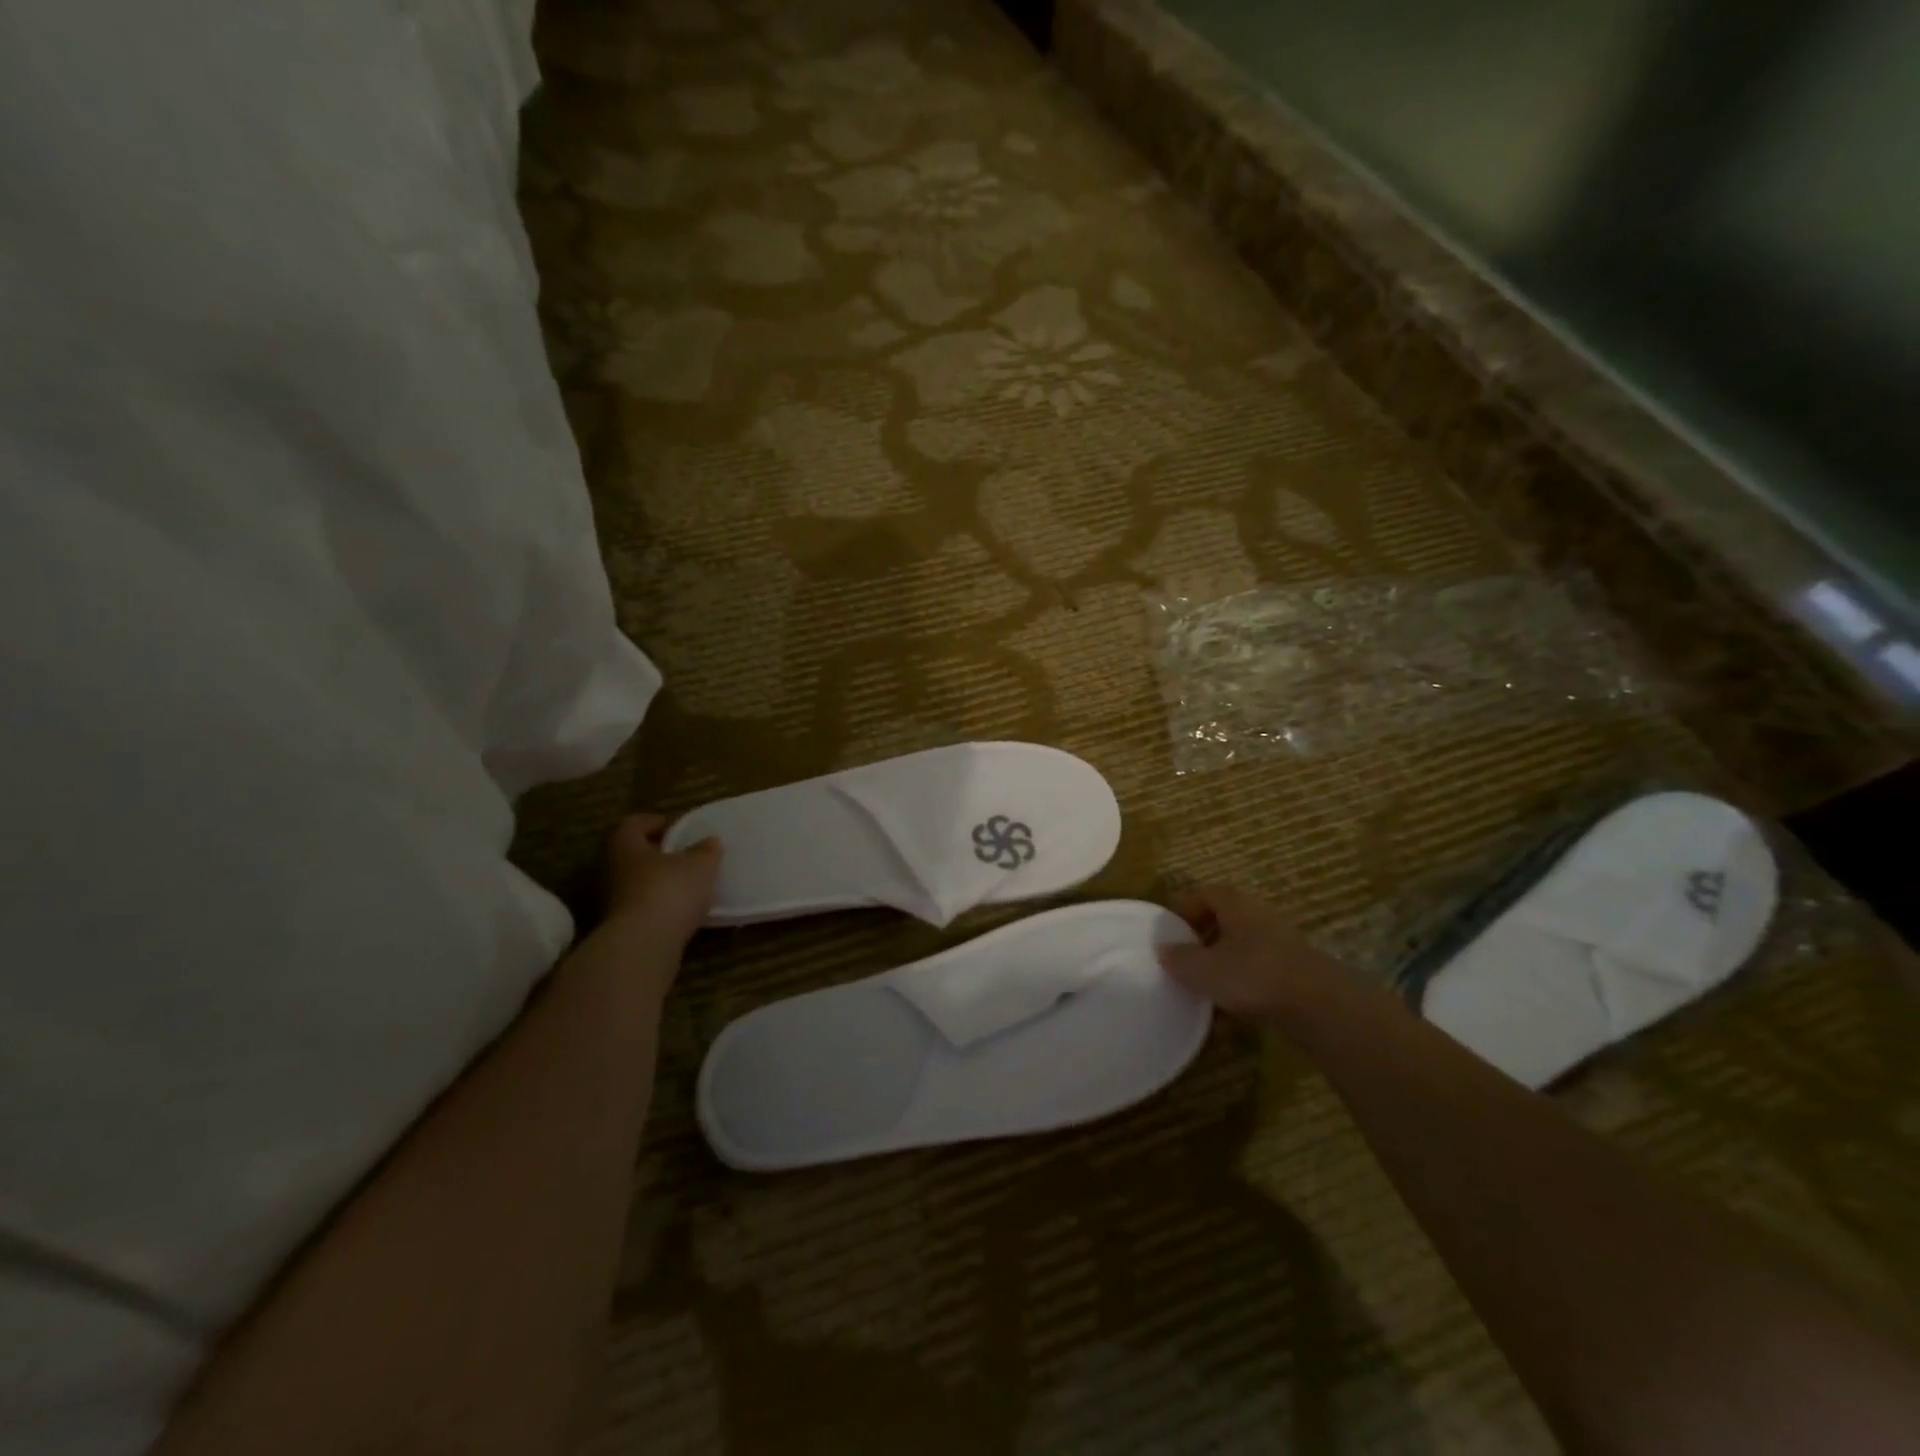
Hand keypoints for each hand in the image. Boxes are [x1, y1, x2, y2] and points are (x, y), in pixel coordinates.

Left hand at [605, 813, 721, 950]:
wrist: (644, 945)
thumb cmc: (670, 891)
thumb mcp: (700, 865)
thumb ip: (706, 851)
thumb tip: (710, 841)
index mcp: (625, 844)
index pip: (634, 823)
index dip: (657, 822)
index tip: (680, 829)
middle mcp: (612, 868)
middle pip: (634, 853)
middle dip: (659, 853)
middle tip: (687, 855)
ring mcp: (612, 900)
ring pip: (638, 881)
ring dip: (660, 881)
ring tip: (689, 885)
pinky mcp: (621, 927)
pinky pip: (642, 906)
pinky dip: (660, 905)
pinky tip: (682, 910)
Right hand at [1158, 883, 1360, 1021]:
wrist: (1320, 1007)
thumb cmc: (1253, 975)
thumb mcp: (1204, 969)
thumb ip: (1179, 958)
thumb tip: (1163, 949)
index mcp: (1234, 905)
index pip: (1203, 893)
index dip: (1183, 908)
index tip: (1167, 930)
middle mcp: (1257, 918)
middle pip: (1222, 922)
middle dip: (1200, 942)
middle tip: (1180, 962)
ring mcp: (1278, 947)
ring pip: (1239, 952)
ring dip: (1219, 971)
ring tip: (1199, 995)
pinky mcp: (1291, 976)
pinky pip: (1256, 978)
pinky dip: (1239, 994)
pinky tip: (1225, 1022)